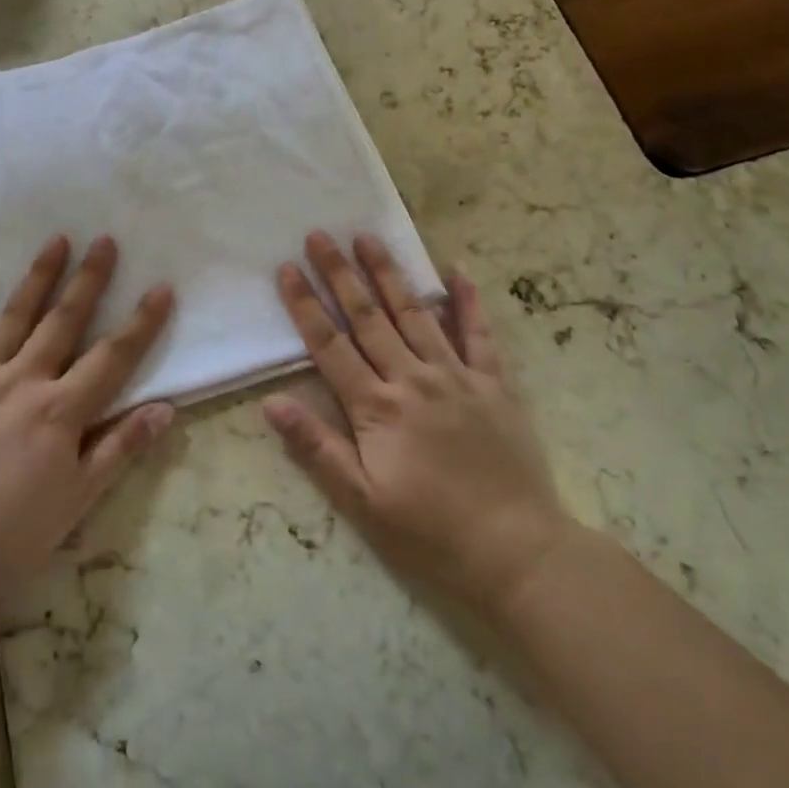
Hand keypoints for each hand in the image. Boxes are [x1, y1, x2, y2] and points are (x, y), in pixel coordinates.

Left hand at [0, 235, 174, 607]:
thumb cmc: (9, 536)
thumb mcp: (77, 501)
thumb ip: (120, 449)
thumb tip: (167, 408)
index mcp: (61, 410)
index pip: (112, 356)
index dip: (141, 322)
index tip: (161, 287)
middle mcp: (24, 381)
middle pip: (64, 322)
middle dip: (89, 280)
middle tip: (105, 239)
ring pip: (15, 318)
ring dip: (38, 277)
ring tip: (56, 239)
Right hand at [264, 231, 575, 610]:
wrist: (517, 552)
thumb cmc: (431, 533)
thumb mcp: (363, 503)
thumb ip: (316, 449)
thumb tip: (271, 403)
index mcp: (377, 407)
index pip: (330, 345)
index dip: (305, 305)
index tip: (287, 268)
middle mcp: (413, 379)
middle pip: (367, 317)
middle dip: (340, 274)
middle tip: (320, 235)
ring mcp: (456, 376)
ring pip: (414, 313)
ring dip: (388, 274)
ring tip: (368, 238)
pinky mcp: (493, 384)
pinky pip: (479, 334)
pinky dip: (468, 301)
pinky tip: (457, 271)